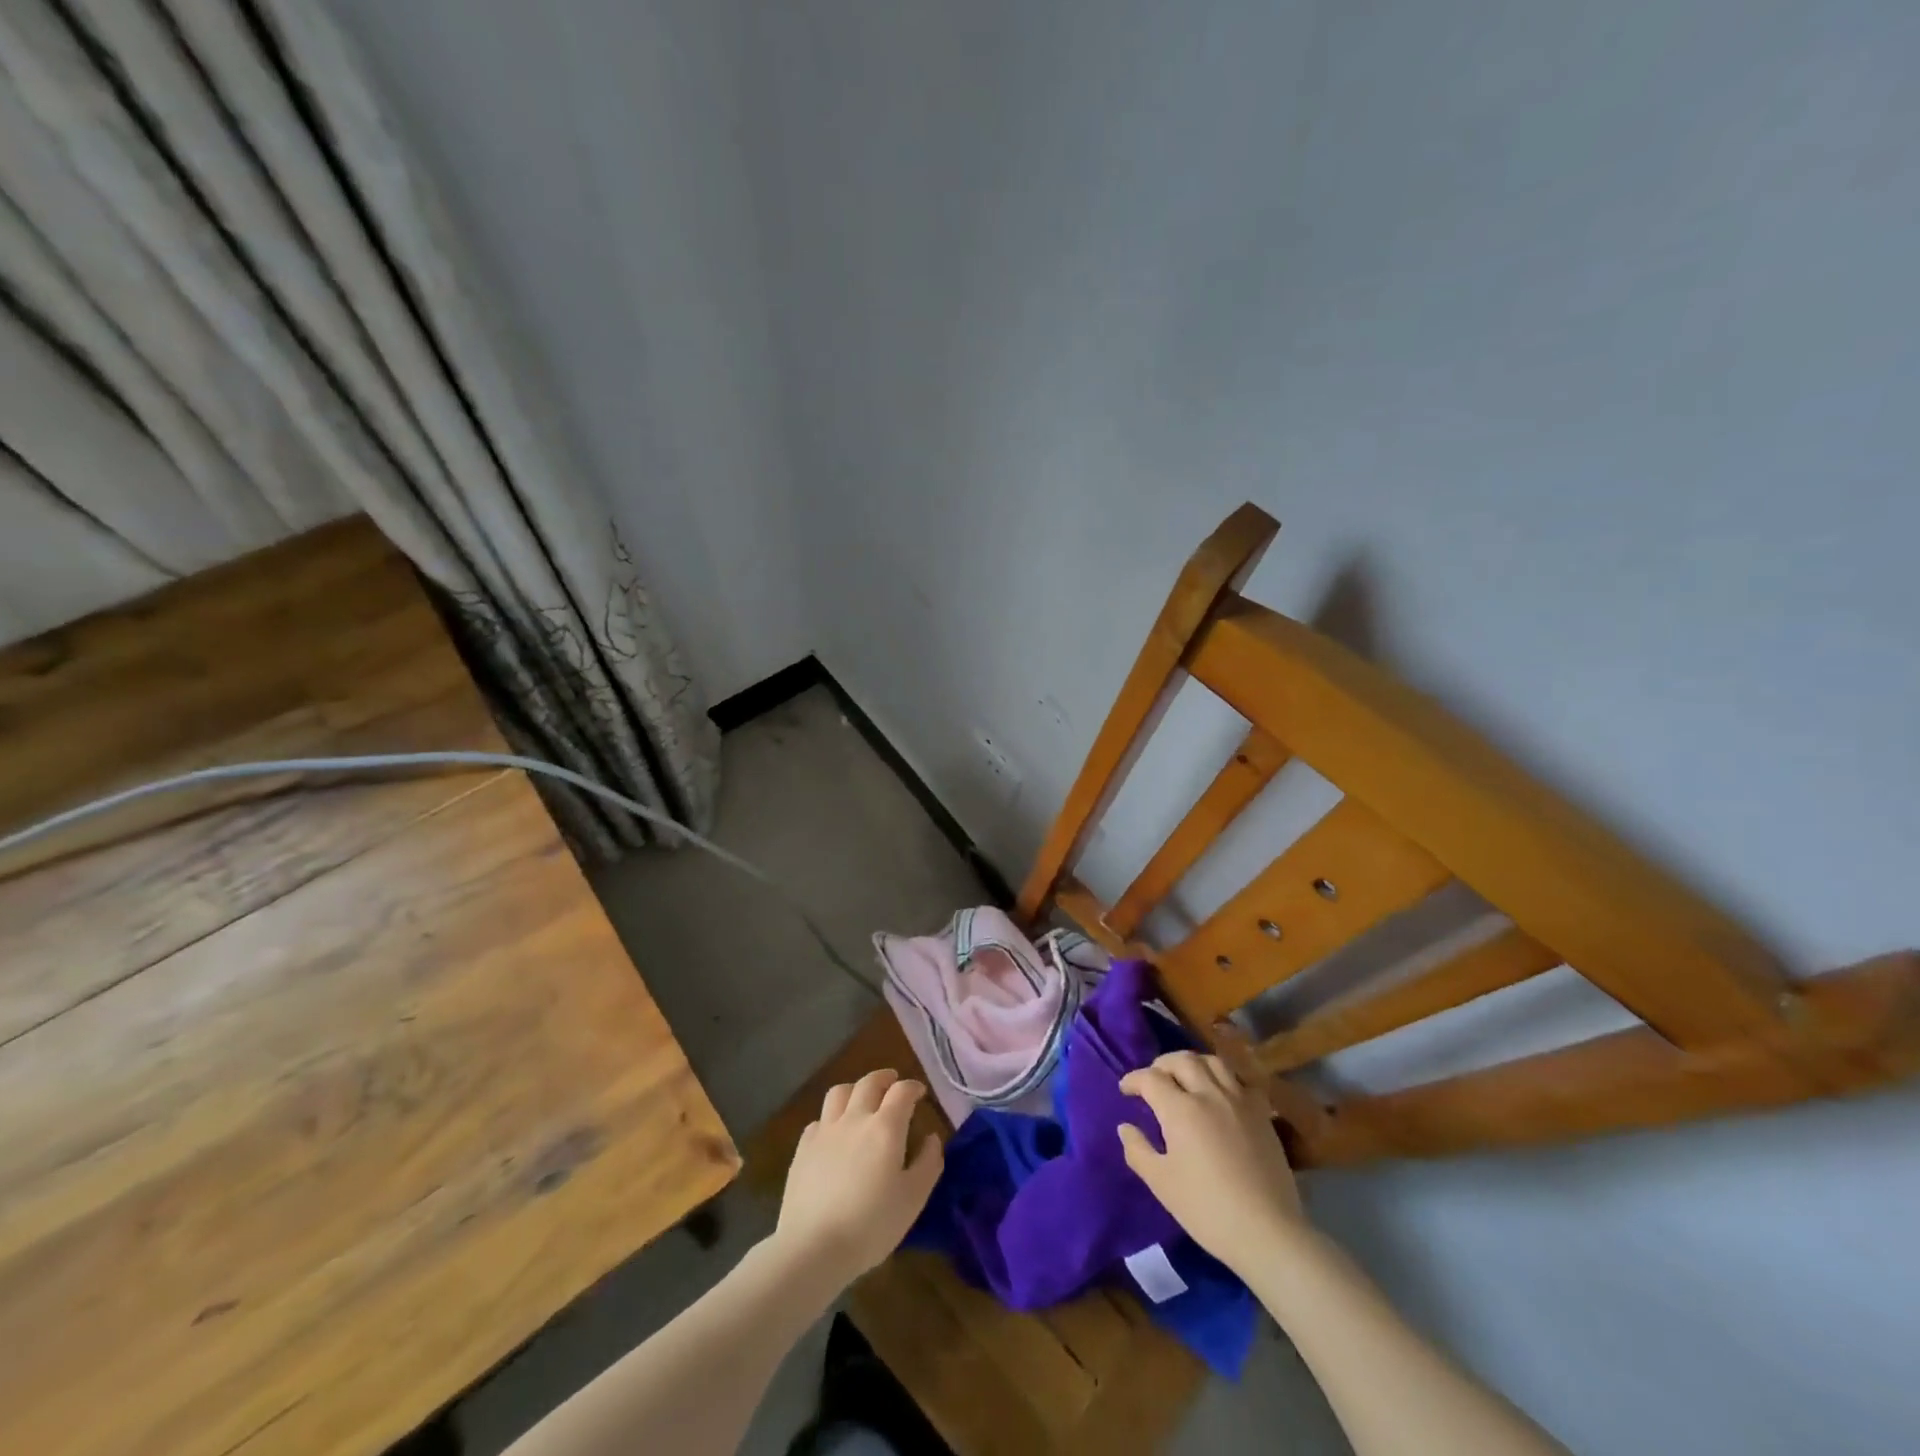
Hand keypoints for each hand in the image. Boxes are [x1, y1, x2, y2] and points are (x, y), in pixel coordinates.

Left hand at [775, 1068, 942, 1285]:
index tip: (920, 1093)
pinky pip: (819, 1120)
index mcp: (885, 1127)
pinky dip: (831, 1117)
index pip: (902, 1091)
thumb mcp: (913, 1199)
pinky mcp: (803, 1148)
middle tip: (892, 1083)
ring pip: (839, 1092)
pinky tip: (833, 1133)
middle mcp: (854, 1118)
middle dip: (884, 1078)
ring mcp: (825, 1131)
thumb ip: (928, 1163)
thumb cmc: (871, 1225)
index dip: (913, 1087)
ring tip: (861, 1099)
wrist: (813, 1247)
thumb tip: (932, 1138)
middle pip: (869, 1083)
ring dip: (855, 1089)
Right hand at [1118, 1050, 1306, 1275]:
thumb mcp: (1161, 1183)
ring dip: (1193, 1064)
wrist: (1268, 1232)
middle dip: (1161, 1065)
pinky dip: (1225, 1079)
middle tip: (1153, 1080)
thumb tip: (1125, 1127)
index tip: (1126, 1090)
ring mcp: (1239, 1101)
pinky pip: (1241, 1081)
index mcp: (1180, 1109)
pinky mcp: (1262, 1114)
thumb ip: (1138, 1150)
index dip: (1133, 1080)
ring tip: (1186, 1079)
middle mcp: (1209, 1094)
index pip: (1150, 1078)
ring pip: (1213, 1062)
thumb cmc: (1207, 1209)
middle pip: (1182, 1060)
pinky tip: (1221, 1096)